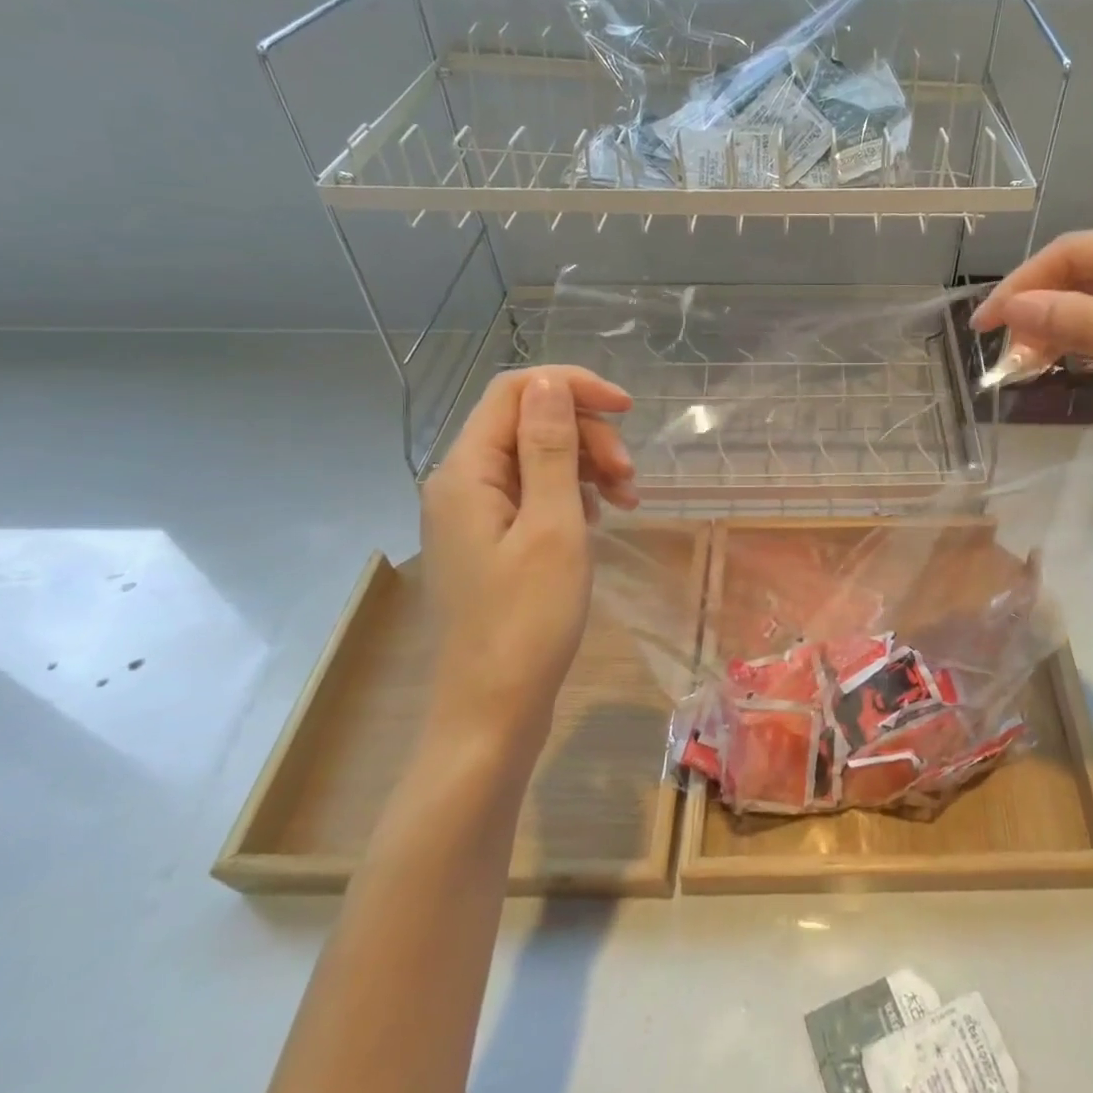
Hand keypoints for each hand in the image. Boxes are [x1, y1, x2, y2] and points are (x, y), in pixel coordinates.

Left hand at [419, 367, 636, 746]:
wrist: (492, 712)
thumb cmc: (527, 620)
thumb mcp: (553, 526)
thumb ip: (550, 448)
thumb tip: (548, 381)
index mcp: (466, 471)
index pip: (515, 391)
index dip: (573, 387)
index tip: (628, 409)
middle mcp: (461, 482)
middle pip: (528, 422)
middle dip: (587, 435)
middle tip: (631, 478)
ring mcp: (474, 514)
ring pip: (536, 457)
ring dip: (587, 466)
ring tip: (627, 501)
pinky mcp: (491, 540)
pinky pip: (534, 493)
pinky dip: (573, 495)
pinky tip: (598, 519)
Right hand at [971, 213, 1092, 443]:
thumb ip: (1087, 326)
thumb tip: (1016, 308)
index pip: (1071, 253)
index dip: (1019, 288)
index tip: (982, 328)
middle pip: (1091, 270)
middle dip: (1044, 309)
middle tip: (1011, 357)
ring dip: (1073, 323)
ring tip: (1039, 362)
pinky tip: (1090, 356)